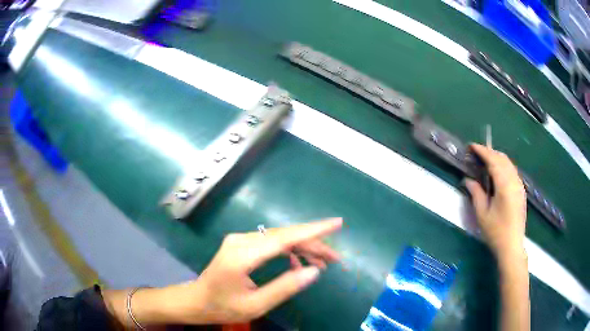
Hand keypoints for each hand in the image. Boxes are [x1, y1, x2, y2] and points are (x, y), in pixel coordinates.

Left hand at [173, 218, 342, 323]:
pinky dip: (289, 249)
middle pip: (285, 236)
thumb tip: (315, 271)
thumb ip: (286, 287)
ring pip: (280, 237)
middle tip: (335, 259)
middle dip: (313, 244)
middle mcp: (241, 240)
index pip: (284, 238)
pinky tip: (298, 262)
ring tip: (322, 263)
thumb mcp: (256, 304)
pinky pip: (271, 242)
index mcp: (243, 256)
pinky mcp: (242, 243)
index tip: (336, 224)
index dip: (313, 231)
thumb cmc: (223, 306)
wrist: (196, 300)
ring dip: (303, 247)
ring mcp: (240, 239)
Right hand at [465, 144, 526, 263]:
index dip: (482, 151)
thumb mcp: (482, 214)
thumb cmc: (496, 232)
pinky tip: (497, 172)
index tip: (472, 146)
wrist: (512, 246)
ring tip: (486, 160)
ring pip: (509, 163)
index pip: (493, 160)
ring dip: (497, 158)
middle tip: (477, 153)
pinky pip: (512, 171)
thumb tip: (468, 180)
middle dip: (490, 152)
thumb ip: (476, 193)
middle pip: (503, 159)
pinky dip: (504, 166)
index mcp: (504, 185)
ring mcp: (519, 185)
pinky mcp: (521, 191)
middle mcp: (514, 181)